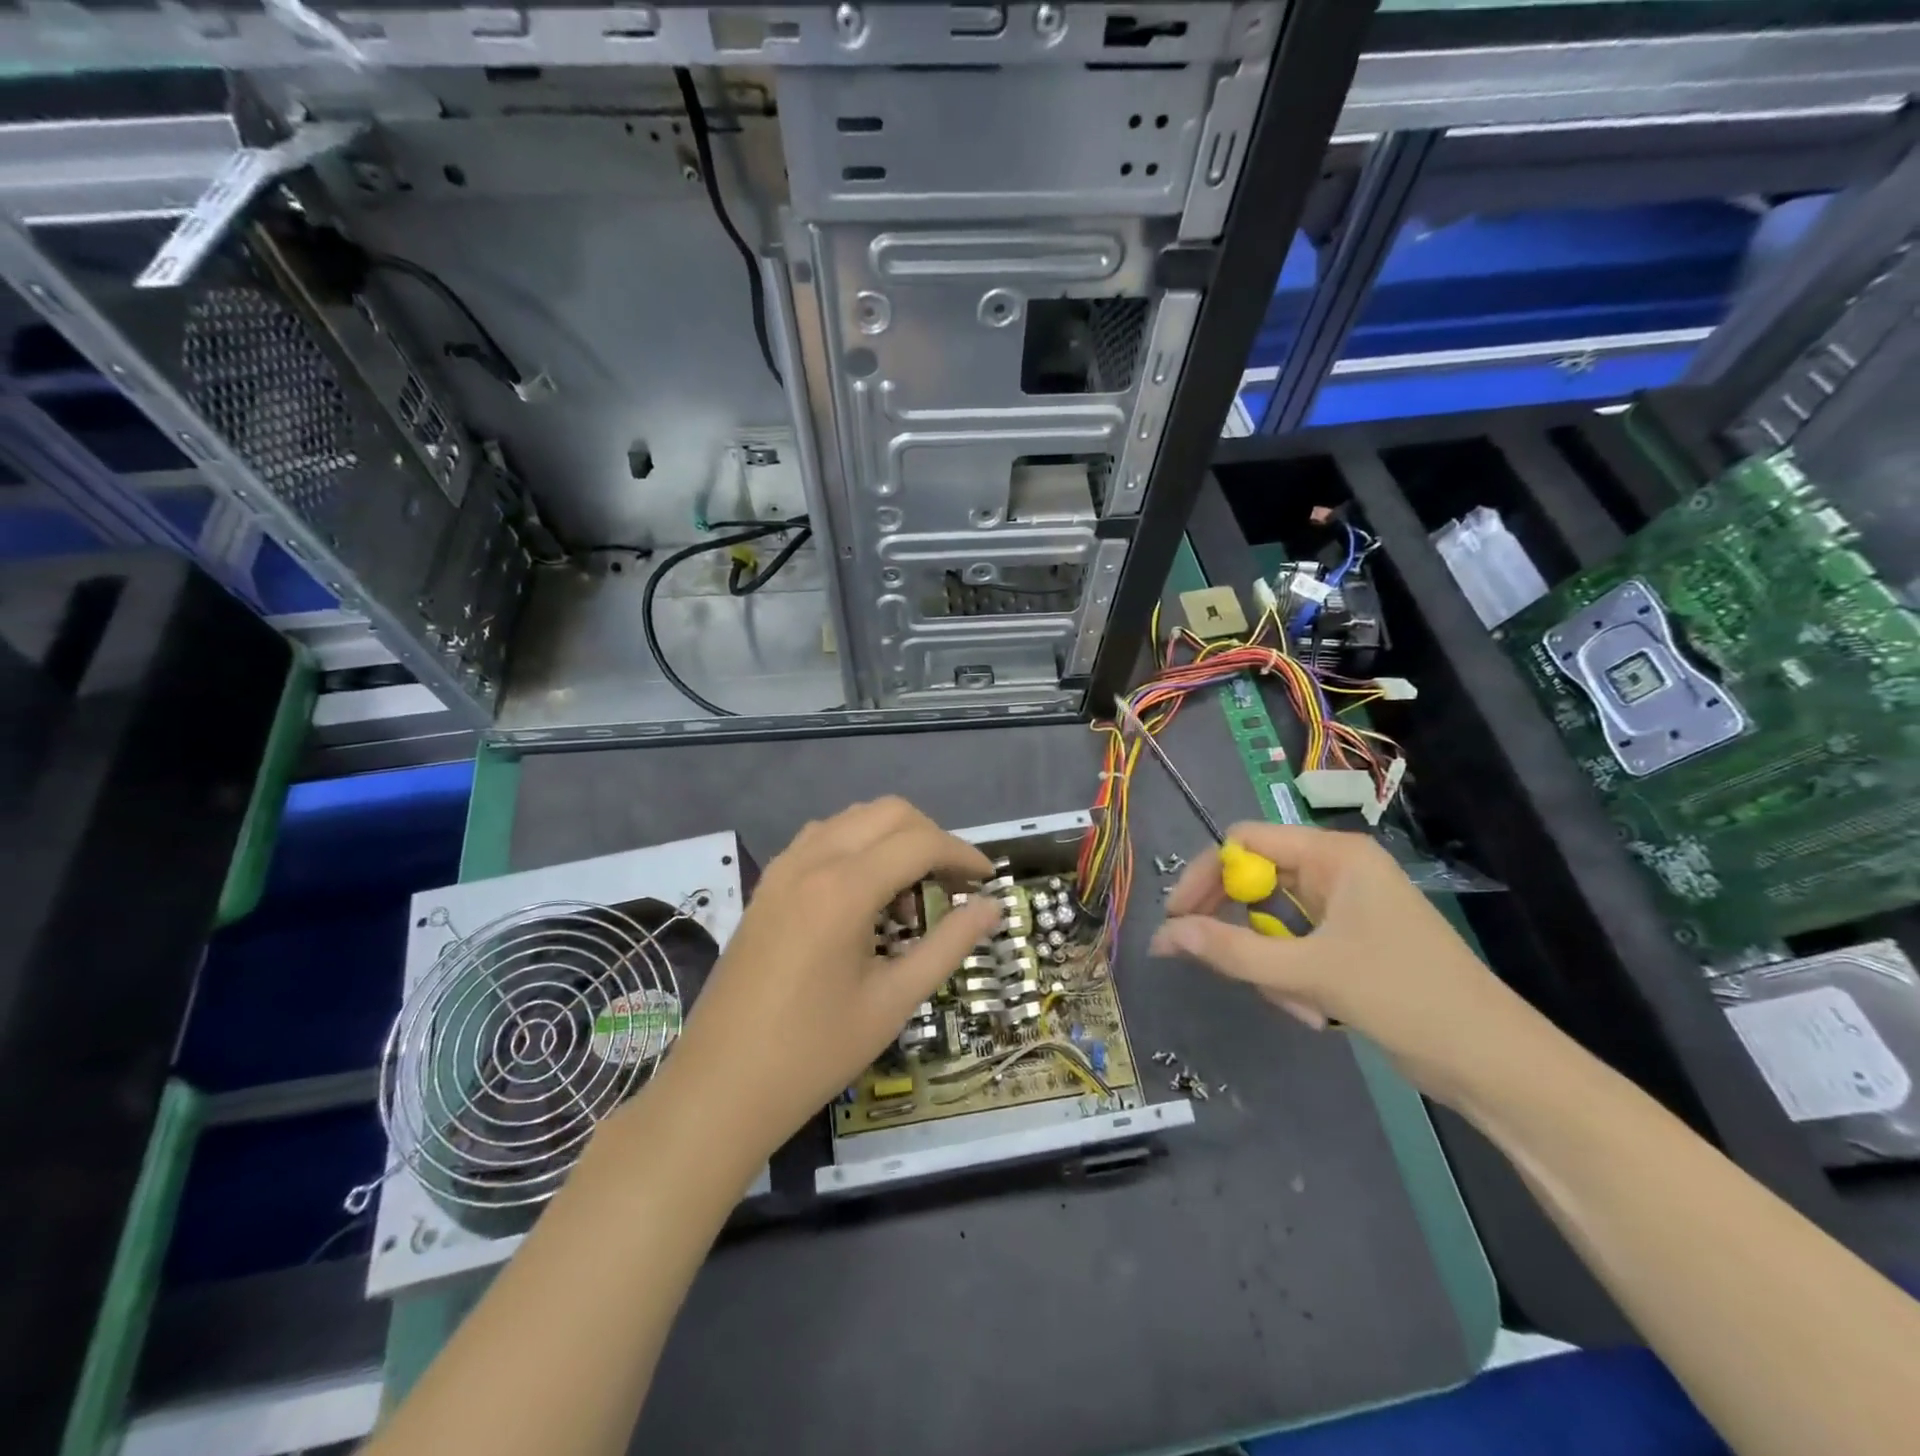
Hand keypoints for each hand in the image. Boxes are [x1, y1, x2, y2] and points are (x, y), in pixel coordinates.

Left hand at [655, 798, 1000, 1163]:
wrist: (720, 1087)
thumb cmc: (814, 1052)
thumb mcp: (893, 1001)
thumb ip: (948, 945)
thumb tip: (992, 908)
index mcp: (844, 888)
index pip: (920, 842)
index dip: (963, 854)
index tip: (988, 880)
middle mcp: (812, 860)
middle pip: (888, 812)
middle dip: (931, 837)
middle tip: (952, 884)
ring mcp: (783, 868)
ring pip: (852, 818)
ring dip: (892, 837)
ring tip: (908, 892)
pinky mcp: (767, 885)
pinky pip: (821, 838)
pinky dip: (856, 845)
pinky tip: (863, 894)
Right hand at [1150, 822, 1539, 1106]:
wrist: (1495, 1064)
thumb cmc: (1406, 998)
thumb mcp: (1310, 973)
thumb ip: (1232, 950)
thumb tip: (1163, 935)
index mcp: (1333, 855)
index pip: (1244, 842)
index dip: (1205, 876)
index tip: (1176, 920)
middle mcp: (1337, 871)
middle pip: (1255, 881)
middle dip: (1239, 929)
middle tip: (1214, 964)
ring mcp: (1346, 908)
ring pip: (1272, 922)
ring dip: (1270, 965)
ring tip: (1299, 1006)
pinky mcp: (1351, 943)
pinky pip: (1295, 947)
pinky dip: (1291, 979)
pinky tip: (1317, 1014)